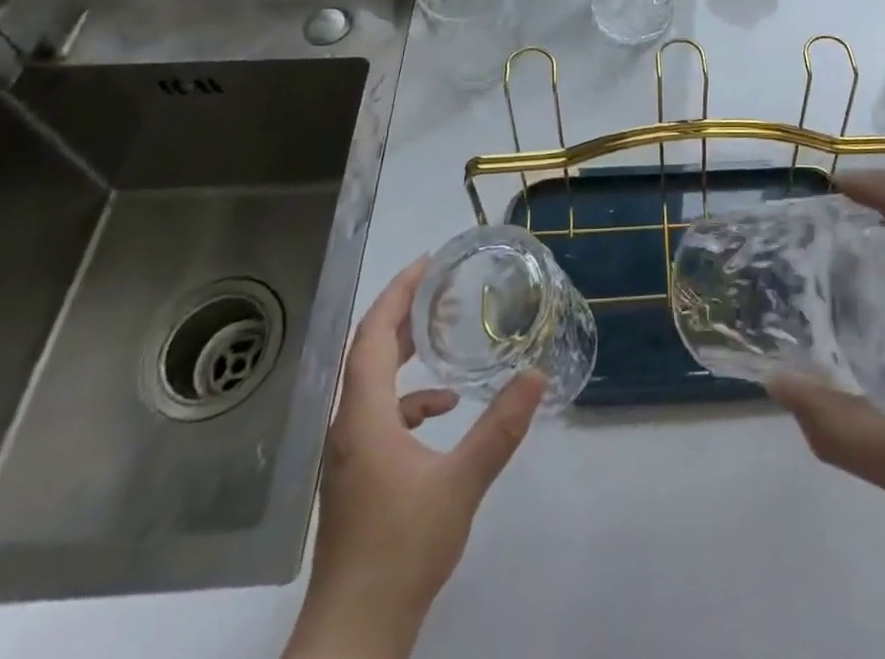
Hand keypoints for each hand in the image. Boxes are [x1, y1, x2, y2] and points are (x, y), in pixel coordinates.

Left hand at [285, 258, 543, 658]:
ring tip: (442, 336)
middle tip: (439, 288)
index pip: (372, 335)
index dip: (397, 293)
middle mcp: (347, 426)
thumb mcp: (461, 484)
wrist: (354, 635)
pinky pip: (379, 417)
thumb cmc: (401, 550)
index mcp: (363, 416)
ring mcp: (348, 454)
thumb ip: (500, 428)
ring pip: (372, 384)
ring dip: (403, 354)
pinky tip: (444, 411)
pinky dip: (409, 400)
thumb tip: (537, 375)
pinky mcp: (356, 477)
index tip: (427, 263)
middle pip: (367, 352)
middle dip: (401, 314)